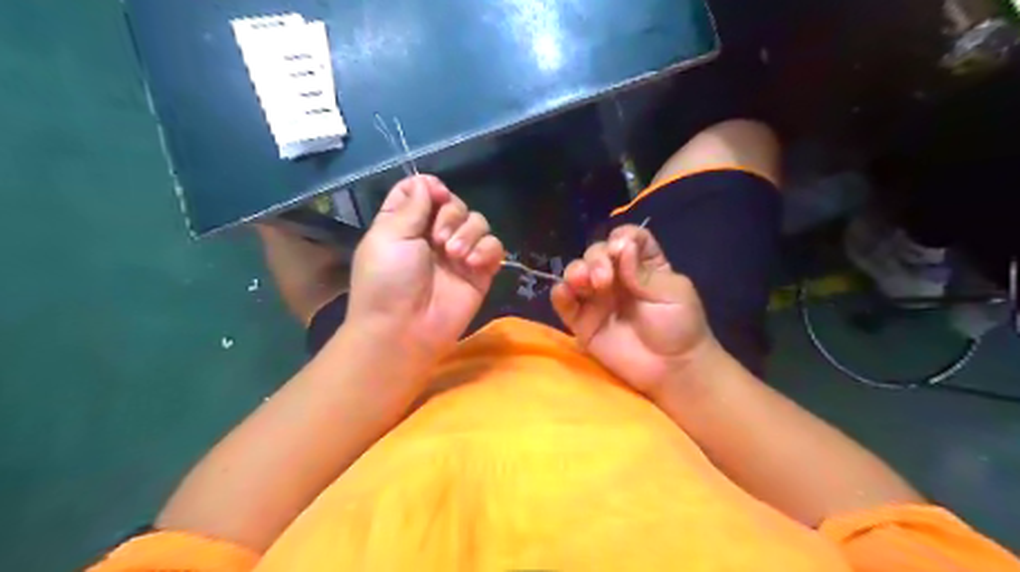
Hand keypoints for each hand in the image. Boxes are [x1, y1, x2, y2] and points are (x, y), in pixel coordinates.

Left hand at [350, 174, 502, 365]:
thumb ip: (411, 206)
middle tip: (439, 239)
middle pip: (455, 203)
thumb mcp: (389, 236)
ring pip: (478, 222)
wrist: (404, 329)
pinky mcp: (480, 272)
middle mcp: (433, 234)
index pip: (423, 190)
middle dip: (451, 214)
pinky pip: (494, 246)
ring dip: (468, 232)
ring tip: (455, 255)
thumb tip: (427, 182)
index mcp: (406, 223)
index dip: (431, 187)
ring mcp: (459, 254)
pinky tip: (472, 263)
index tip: (435, 196)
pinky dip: (487, 249)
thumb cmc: (387, 281)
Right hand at [551, 222, 715, 396]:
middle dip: (597, 259)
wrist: (672, 370)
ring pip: (576, 273)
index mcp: (642, 265)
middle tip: (604, 278)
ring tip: (586, 283)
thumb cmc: (680, 327)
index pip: (627, 239)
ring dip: (576, 272)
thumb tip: (621, 246)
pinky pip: (565, 303)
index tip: (622, 250)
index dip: (622, 239)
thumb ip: (643, 272)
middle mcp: (616, 277)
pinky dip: (560, 293)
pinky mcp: (582, 321)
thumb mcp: (672, 294)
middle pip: (597, 253)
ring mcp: (597, 299)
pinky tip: (565, 293)